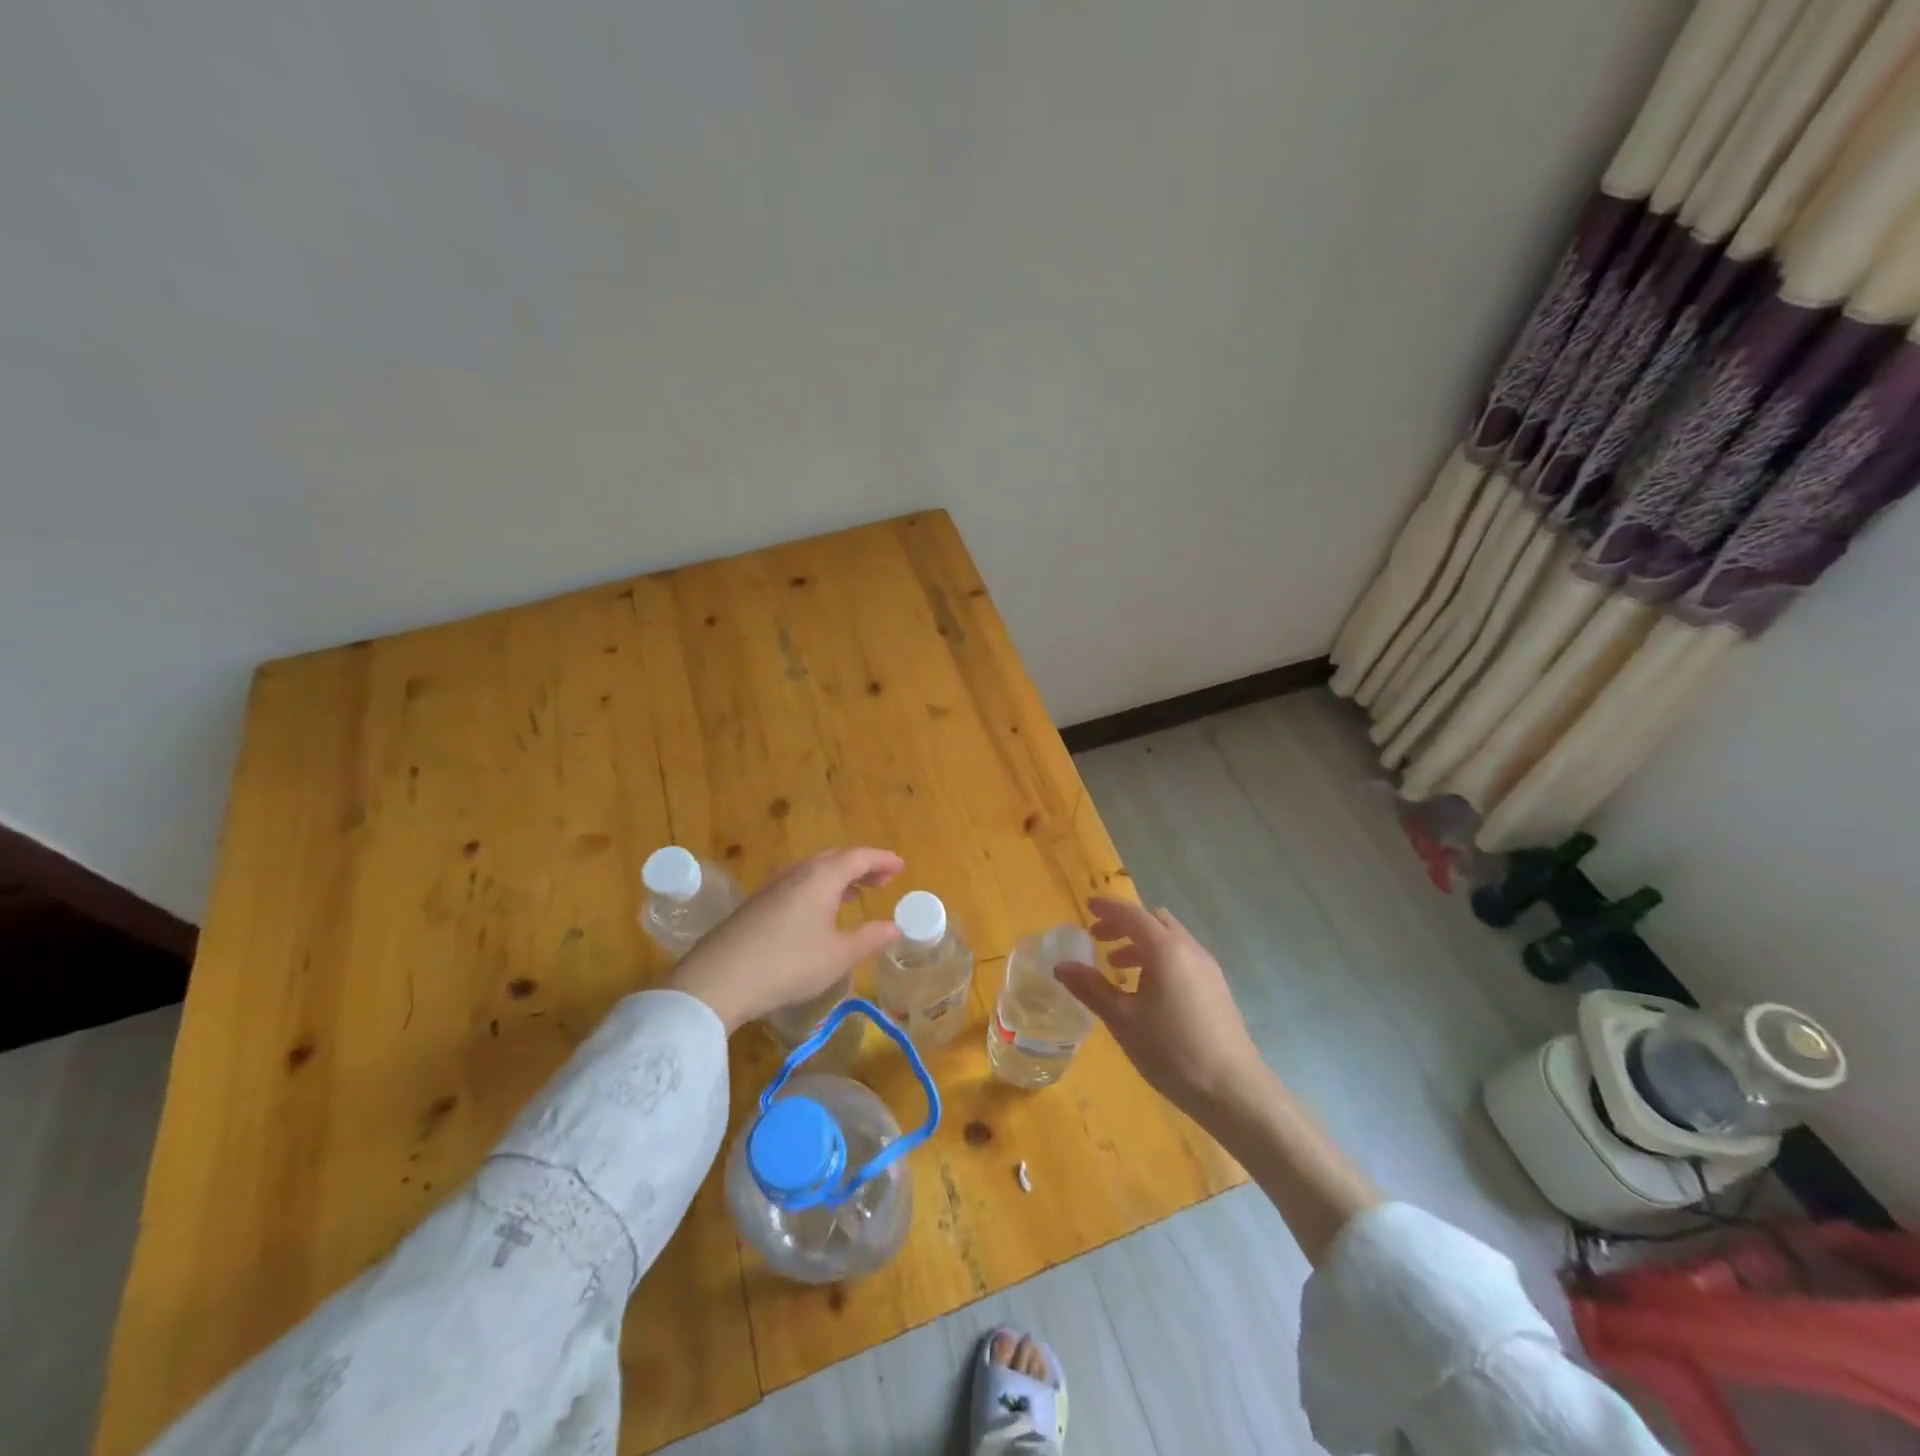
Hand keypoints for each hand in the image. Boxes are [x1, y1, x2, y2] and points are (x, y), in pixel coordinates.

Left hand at [668, 847, 904, 1032]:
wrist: (719, 979)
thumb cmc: (789, 963)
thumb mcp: (837, 956)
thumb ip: (869, 938)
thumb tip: (895, 927)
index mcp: (822, 877)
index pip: (859, 857)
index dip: (882, 860)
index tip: (900, 867)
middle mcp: (797, 873)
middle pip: (835, 859)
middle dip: (861, 866)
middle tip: (882, 880)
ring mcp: (773, 887)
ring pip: (813, 871)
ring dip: (838, 878)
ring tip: (855, 894)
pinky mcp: (756, 905)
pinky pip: (797, 885)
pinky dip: (818, 889)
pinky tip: (818, 913)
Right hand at [1055, 895, 1265, 1117]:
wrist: (1234, 1091)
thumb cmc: (1172, 1051)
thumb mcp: (1123, 1021)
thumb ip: (1091, 989)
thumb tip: (1061, 966)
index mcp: (1166, 950)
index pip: (1132, 915)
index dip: (1108, 908)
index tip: (1087, 907)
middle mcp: (1190, 950)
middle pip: (1155, 921)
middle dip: (1125, 924)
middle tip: (1099, 939)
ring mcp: (1208, 969)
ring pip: (1171, 940)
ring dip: (1142, 943)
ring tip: (1118, 969)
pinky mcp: (1217, 989)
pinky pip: (1183, 958)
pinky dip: (1159, 959)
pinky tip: (1147, 992)